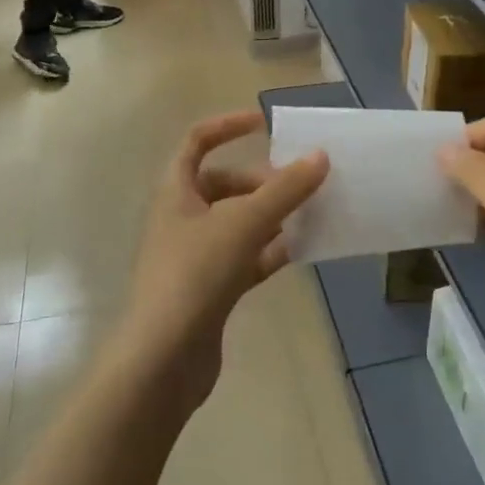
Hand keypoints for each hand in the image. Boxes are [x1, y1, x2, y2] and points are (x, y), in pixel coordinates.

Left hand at [117, 111, 328, 410]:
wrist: (163, 360)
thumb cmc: (195, 274)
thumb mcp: (243, 223)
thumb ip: (285, 190)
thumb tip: (320, 156)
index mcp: (175, 192)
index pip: (197, 142)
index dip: (228, 126)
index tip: (264, 124)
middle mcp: (181, 218)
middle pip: (223, 184)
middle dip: (261, 181)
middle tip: (298, 187)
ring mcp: (193, 256)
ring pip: (237, 222)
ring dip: (270, 215)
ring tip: (309, 213)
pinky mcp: (208, 290)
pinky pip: (244, 257)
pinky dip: (269, 250)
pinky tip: (300, 249)